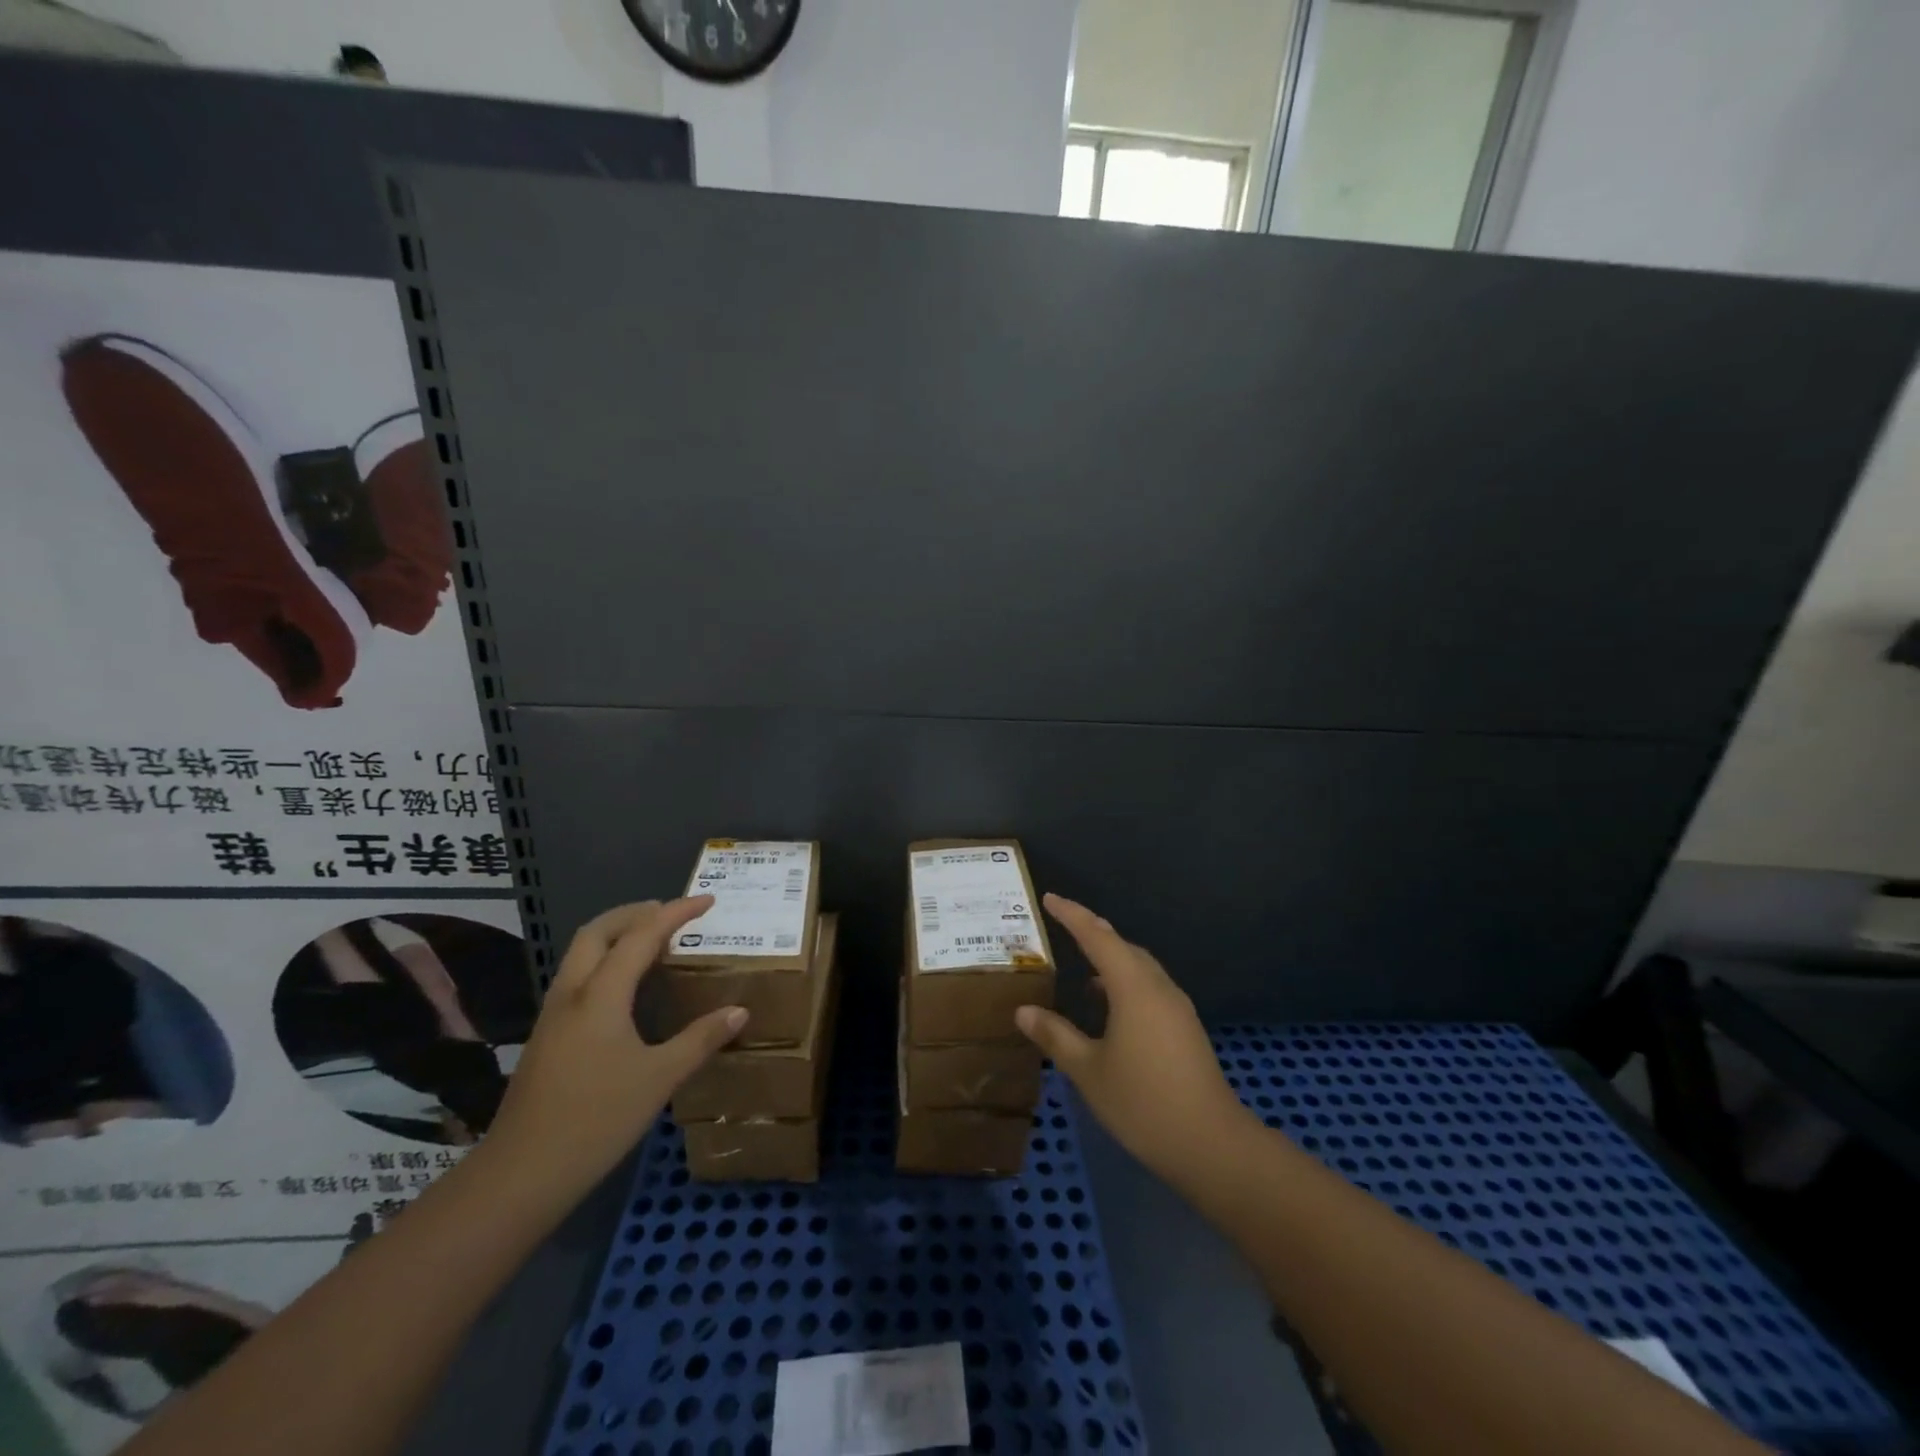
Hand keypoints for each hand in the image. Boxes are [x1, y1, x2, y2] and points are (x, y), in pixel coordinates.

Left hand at [483, 897, 745, 1197]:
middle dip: (636, 913)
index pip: (642, 935)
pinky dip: (605, 962)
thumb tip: (740, 1011)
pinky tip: (626, 989)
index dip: (676, 913)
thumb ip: (701, 1039)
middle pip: (599, 931)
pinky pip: (578, 977)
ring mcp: (553, 1015)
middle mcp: (573, 993)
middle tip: (672, 914)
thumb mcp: (660, 1078)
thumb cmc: (597, 1119)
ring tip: (653, 943)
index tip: (706, 901)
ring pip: (582, 953)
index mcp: (601, 995)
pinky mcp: (547, 1036)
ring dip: (617, 935)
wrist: (521, 1173)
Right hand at [1016, 894, 1256, 1185]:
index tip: (1050, 898)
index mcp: (1133, 987)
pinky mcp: (1185, 1028)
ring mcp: (1176, 1007)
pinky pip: (1149, 987)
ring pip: (1139, 967)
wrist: (1211, 1144)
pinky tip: (1110, 1005)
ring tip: (1084, 965)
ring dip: (1111, 958)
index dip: (1072, 915)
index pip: (1097, 936)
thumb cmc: (1142, 1103)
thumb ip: (1055, 1036)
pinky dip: (1125, 982)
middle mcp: (1158, 987)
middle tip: (1064, 923)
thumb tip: (1023, 1011)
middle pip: (1122, 946)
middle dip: (1093, 932)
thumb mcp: (1088, 1070)